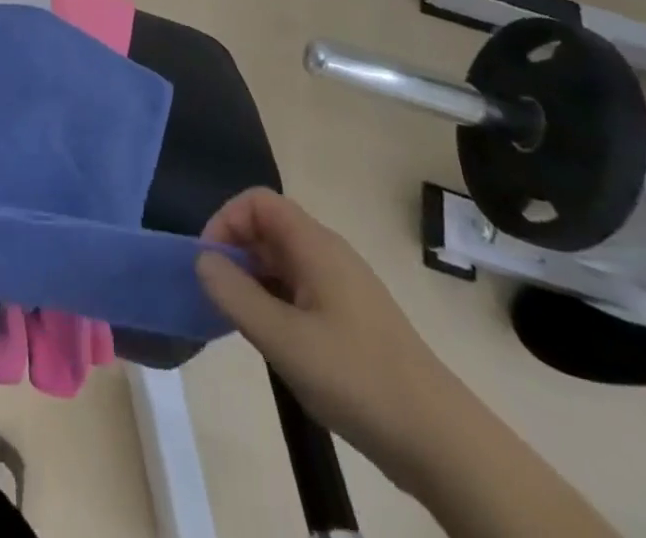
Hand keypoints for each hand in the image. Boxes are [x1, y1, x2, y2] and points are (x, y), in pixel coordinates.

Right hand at [197, 189, 465, 480]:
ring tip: (241, 323)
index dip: (226, 220)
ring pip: (283, 262)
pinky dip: (275, 302)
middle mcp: (329, 254)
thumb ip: (235, 294)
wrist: (443, 443)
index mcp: (315, 245)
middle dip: (236, 253)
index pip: (258, 201)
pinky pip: (299, 290)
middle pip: (269, 228)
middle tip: (218, 296)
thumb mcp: (284, 339)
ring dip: (253, 281)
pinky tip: (273, 342)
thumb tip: (202, 260)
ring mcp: (343, 287)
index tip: (209, 263)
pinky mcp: (351, 319)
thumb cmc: (357, 379)